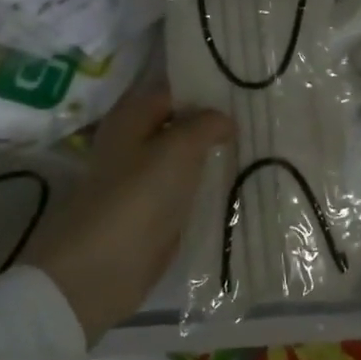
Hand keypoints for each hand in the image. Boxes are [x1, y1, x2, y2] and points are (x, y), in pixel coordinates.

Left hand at [22, 86, 234, 345]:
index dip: (207, 88)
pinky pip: (187, 190)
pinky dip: (209, 186)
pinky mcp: (154, 213)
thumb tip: (225, 119)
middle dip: (216, 123)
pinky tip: (241, 183)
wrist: (99, 271)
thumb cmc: (137, 198)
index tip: (247, 89)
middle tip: (260, 119)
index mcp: (132, 118)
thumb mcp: (178, 148)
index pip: (174, 90)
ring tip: (260, 147)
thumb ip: (205, 124)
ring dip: (215, 155)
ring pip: (186, 158)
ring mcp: (144, 181)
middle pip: (181, 124)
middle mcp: (135, 144)